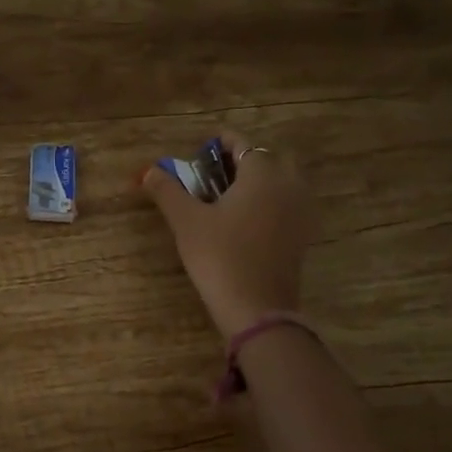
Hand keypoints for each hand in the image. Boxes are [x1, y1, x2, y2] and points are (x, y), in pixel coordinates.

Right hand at [140, 130, 316, 338]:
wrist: (256, 308)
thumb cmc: (219, 256)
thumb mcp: (186, 221)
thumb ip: (167, 190)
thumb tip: (148, 171)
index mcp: (262, 174)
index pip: (243, 144)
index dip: (220, 142)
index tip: (201, 150)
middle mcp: (288, 185)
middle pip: (267, 159)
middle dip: (242, 160)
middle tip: (214, 174)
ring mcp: (300, 212)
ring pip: (282, 182)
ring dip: (258, 180)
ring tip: (227, 196)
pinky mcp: (302, 236)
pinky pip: (287, 204)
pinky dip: (269, 202)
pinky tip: (244, 220)